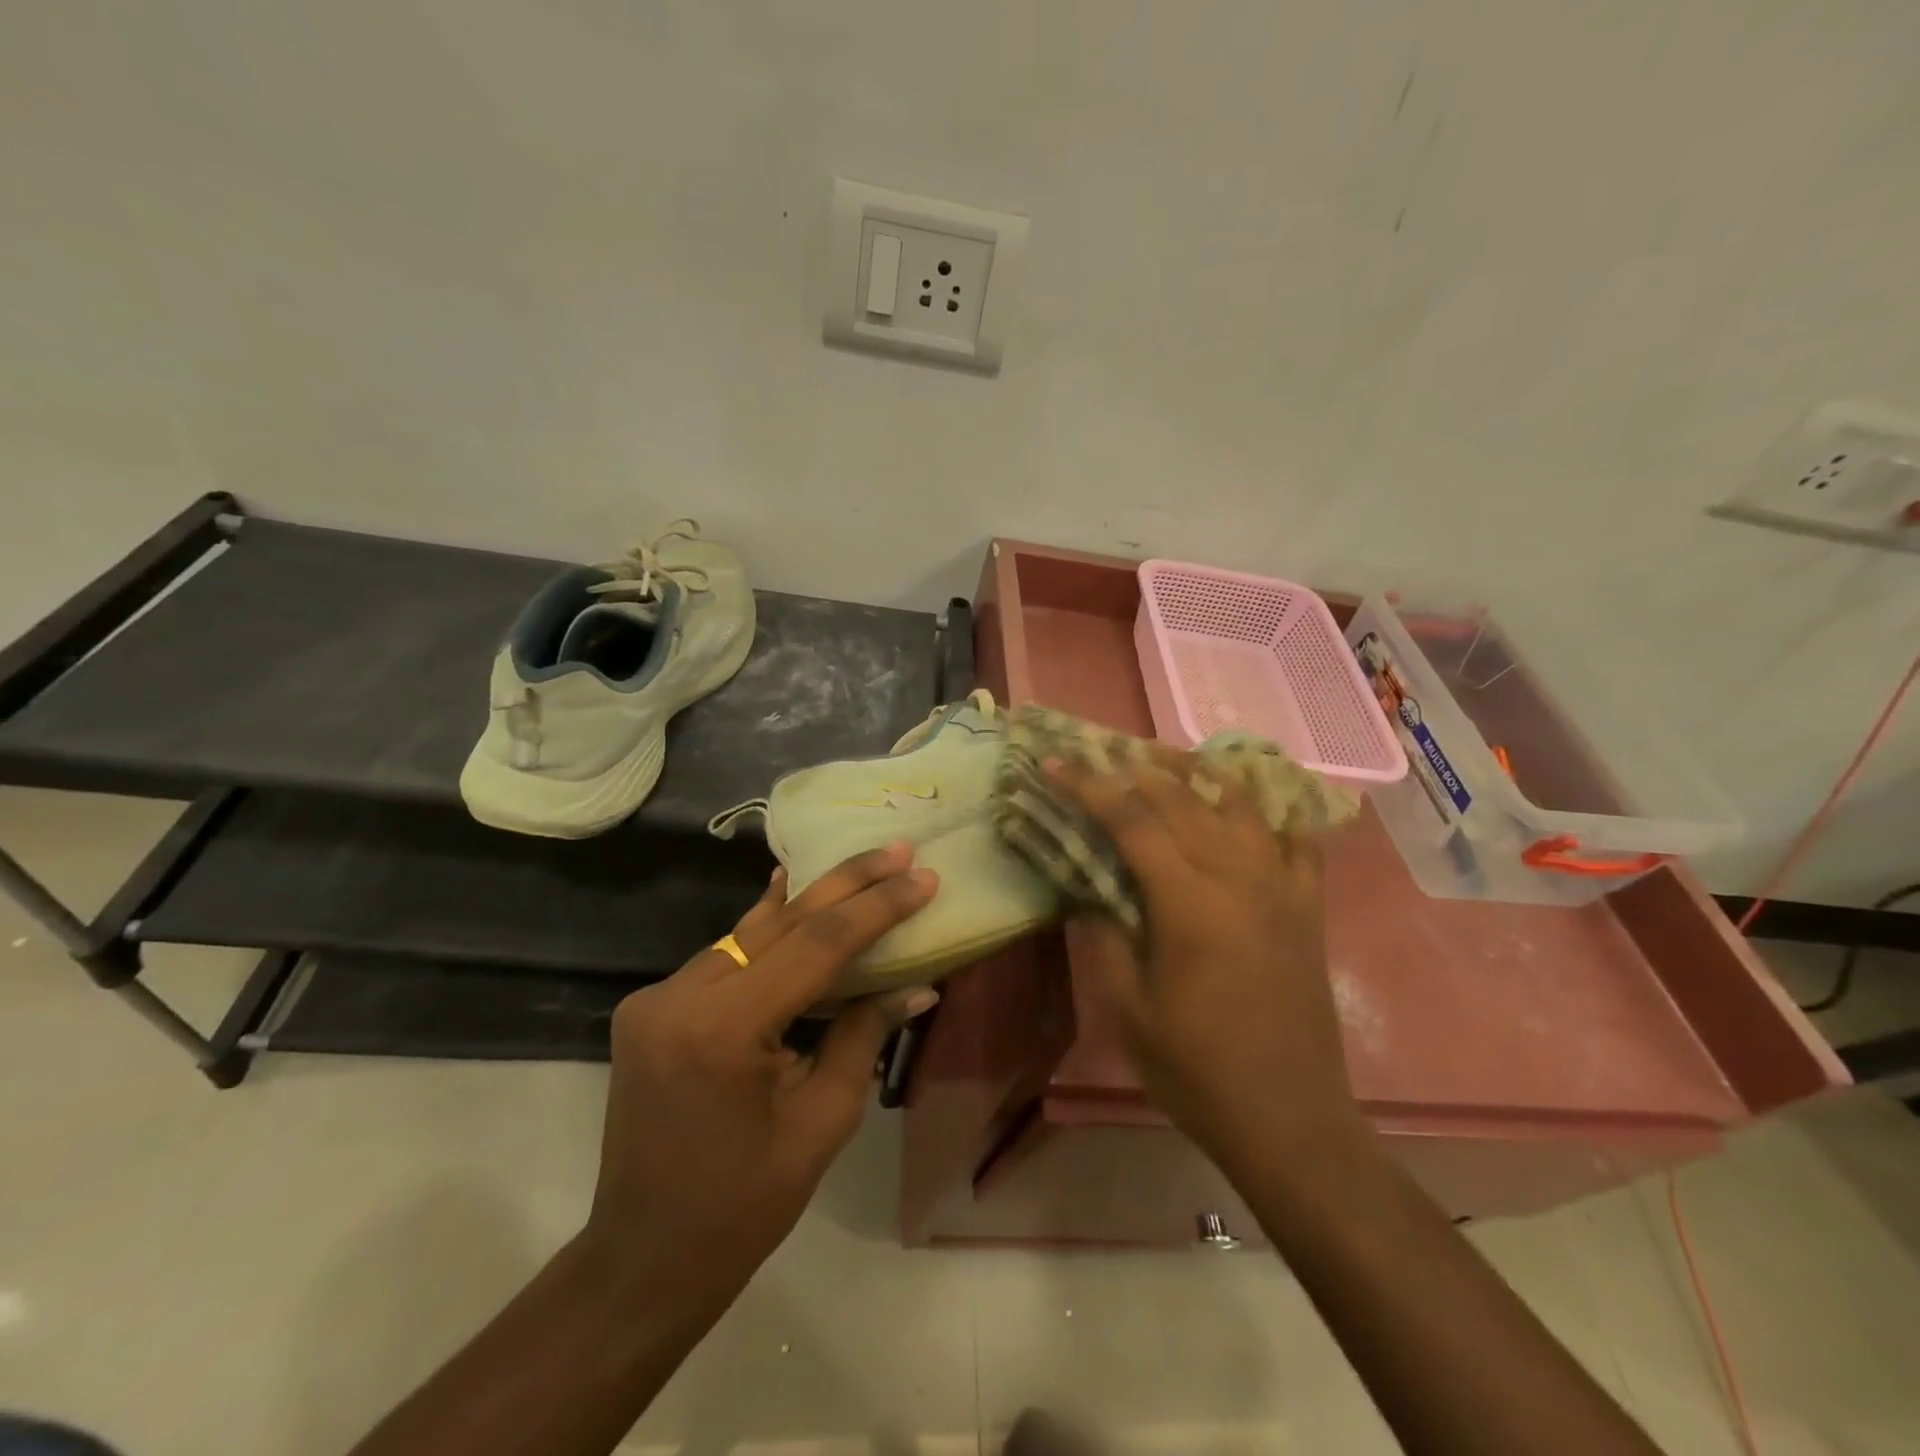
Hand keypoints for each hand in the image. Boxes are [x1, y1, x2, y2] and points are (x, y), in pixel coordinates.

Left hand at [583, 844, 937, 1299]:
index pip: (815, 946)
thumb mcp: (822, 1123)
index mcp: (722, 1030)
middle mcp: (679, 996)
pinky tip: (794, 894)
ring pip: (751, 932)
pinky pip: (726, 956)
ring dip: (810, 903)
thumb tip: (915, 983)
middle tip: (898, 850)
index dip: (875, 908)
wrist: (642, 1259)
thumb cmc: (742, 1208)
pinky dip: (769, 931)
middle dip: (846, 883)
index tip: (922, 877)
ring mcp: (657, 997)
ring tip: (865, 869)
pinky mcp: (653, 1006)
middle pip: (780, 922)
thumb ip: (863, 1036)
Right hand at [1050, 754, 1362, 1169]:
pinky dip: (1272, 808)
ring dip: (1196, 773)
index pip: (1131, 821)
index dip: (1089, 786)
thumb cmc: (1198, 1070)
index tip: (1055, 762)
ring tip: (1162, 758)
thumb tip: (1088, 891)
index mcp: (1189, 902)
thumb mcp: (1128, 1010)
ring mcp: (1281, 886)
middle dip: (1132, 769)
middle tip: (1097, 752)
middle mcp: (1239, 877)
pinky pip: (1296, 838)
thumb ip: (1103, 938)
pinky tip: (1249, 799)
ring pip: (1239, 803)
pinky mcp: (1308, 906)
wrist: (1290, 1120)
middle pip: (1182, 799)